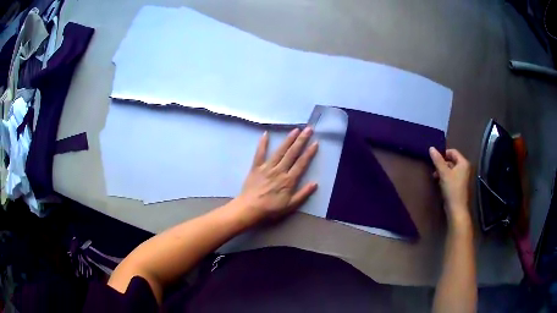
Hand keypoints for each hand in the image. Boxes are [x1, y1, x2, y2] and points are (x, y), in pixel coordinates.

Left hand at [235, 127, 318, 222]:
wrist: (250, 208)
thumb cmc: (271, 209)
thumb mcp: (290, 205)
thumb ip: (303, 194)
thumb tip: (315, 183)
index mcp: (289, 180)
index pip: (301, 163)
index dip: (309, 153)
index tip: (315, 142)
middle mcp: (280, 170)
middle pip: (292, 153)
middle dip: (301, 140)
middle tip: (308, 129)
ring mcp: (267, 167)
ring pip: (280, 151)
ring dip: (288, 140)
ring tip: (295, 129)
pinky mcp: (256, 167)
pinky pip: (259, 153)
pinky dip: (262, 144)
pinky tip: (265, 134)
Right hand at [429, 147, 470, 224]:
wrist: (456, 208)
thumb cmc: (452, 189)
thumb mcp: (443, 173)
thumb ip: (438, 160)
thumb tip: (431, 148)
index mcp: (463, 163)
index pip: (453, 152)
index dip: (443, 153)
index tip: (434, 159)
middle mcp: (464, 168)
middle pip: (452, 160)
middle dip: (442, 163)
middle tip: (433, 168)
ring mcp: (462, 177)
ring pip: (451, 169)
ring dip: (442, 171)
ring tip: (434, 176)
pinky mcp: (459, 185)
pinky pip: (451, 176)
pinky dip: (445, 177)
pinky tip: (439, 182)